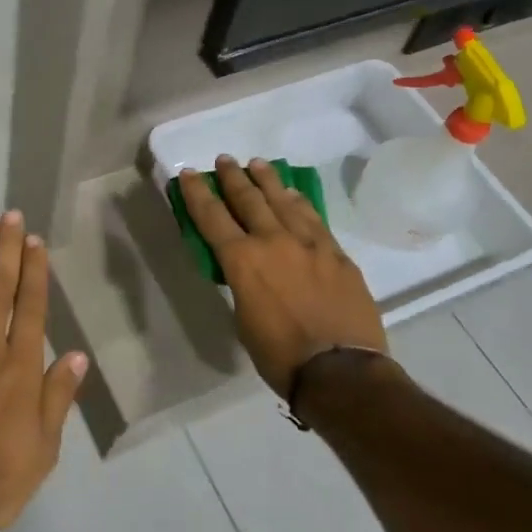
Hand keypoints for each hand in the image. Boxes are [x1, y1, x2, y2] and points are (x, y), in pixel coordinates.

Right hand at [178, 155, 386, 397]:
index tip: (190, 173)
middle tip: (225, 160)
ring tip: (258, 164)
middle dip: (233, 177)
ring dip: (267, 180)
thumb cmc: (280, 355)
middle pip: (248, 199)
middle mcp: (273, 241)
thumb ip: (242, 283)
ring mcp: (309, 243)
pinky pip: (313, 218)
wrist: (341, 371)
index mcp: (242, 260)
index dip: (198, 192)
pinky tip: (294, 194)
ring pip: (283, 201)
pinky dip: (299, 201)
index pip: (212, 216)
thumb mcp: (243, 318)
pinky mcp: (336, 253)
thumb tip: (248, 271)